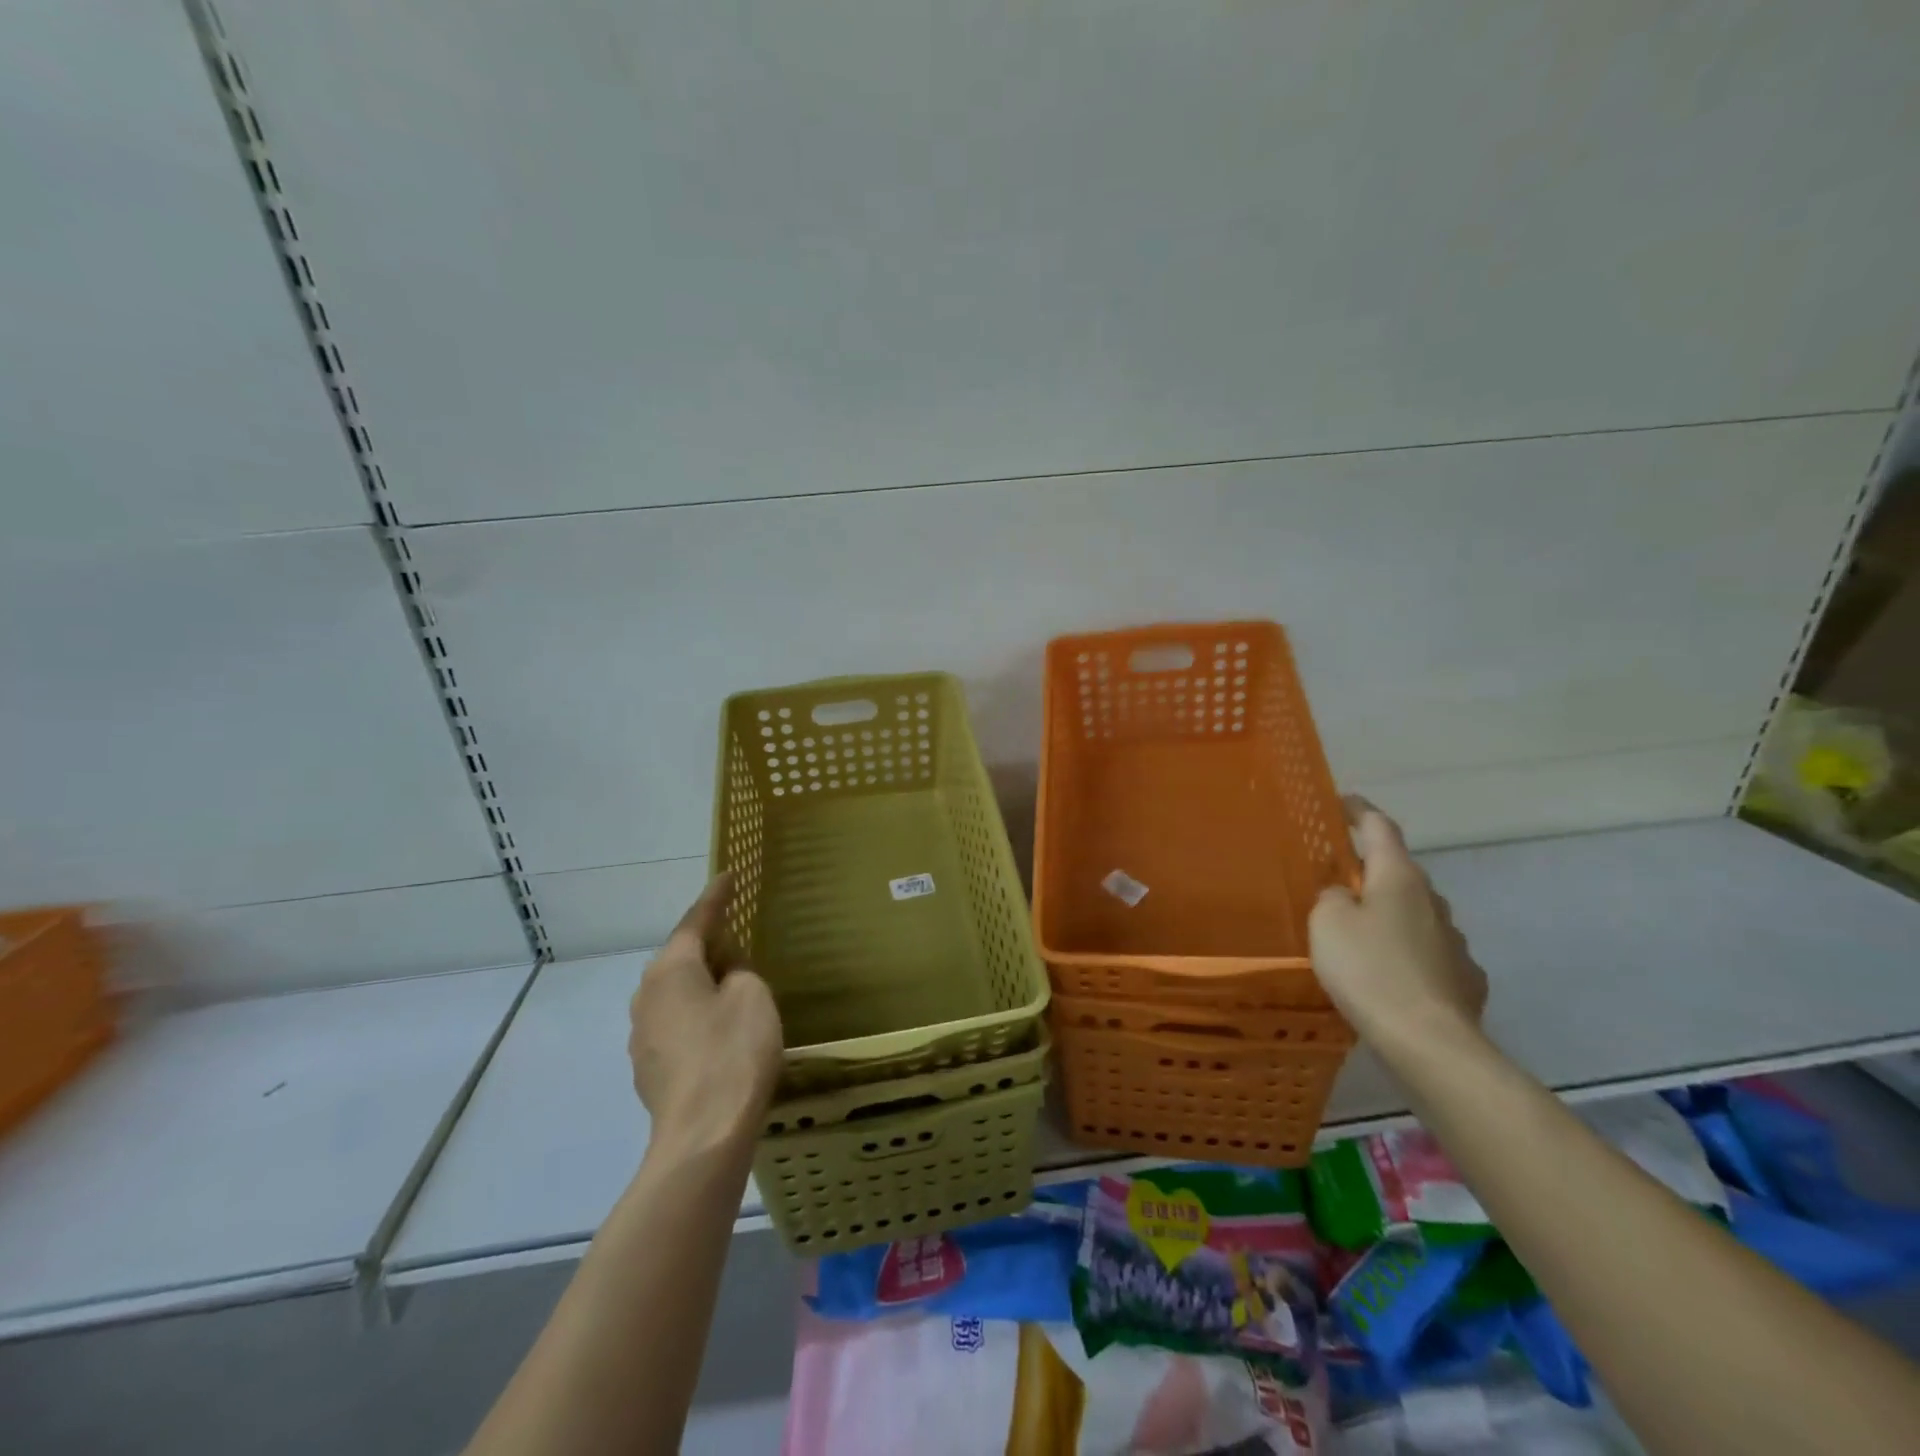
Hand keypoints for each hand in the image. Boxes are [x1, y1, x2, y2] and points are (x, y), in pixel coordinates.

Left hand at [628, 875, 782, 1156]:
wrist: (703, 1136)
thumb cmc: (733, 1052)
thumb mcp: (752, 996)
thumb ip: (739, 973)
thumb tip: (725, 976)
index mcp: (670, 969)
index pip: (695, 921)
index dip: (715, 897)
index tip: (728, 875)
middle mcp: (646, 996)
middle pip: (680, 957)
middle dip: (708, 945)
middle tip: (737, 936)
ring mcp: (642, 1035)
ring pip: (676, 993)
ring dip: (701, 984)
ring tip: (732, 986)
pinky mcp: (649, 1068)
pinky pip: (676, 1024)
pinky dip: (697, 1016)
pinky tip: (720, 1031)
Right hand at [1309, 797, 1487, 1052]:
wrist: (1428, 1042)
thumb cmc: (1369, 970)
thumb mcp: (1327, 923)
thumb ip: (1330, 897)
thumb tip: (1344, 896)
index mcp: (1398, 878)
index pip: (1379, 828)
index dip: (1359, 810)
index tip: (1343, 801)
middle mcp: (1433, 901)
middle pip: (1399, 872)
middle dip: (1371, 871)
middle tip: (1339, 880)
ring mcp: (1455, 941)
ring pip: (1416, 914)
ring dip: (1390, 915)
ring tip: (1362, 935)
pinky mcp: (1466, 978)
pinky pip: (1429, 952)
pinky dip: (1408, 953)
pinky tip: (1392, 974)